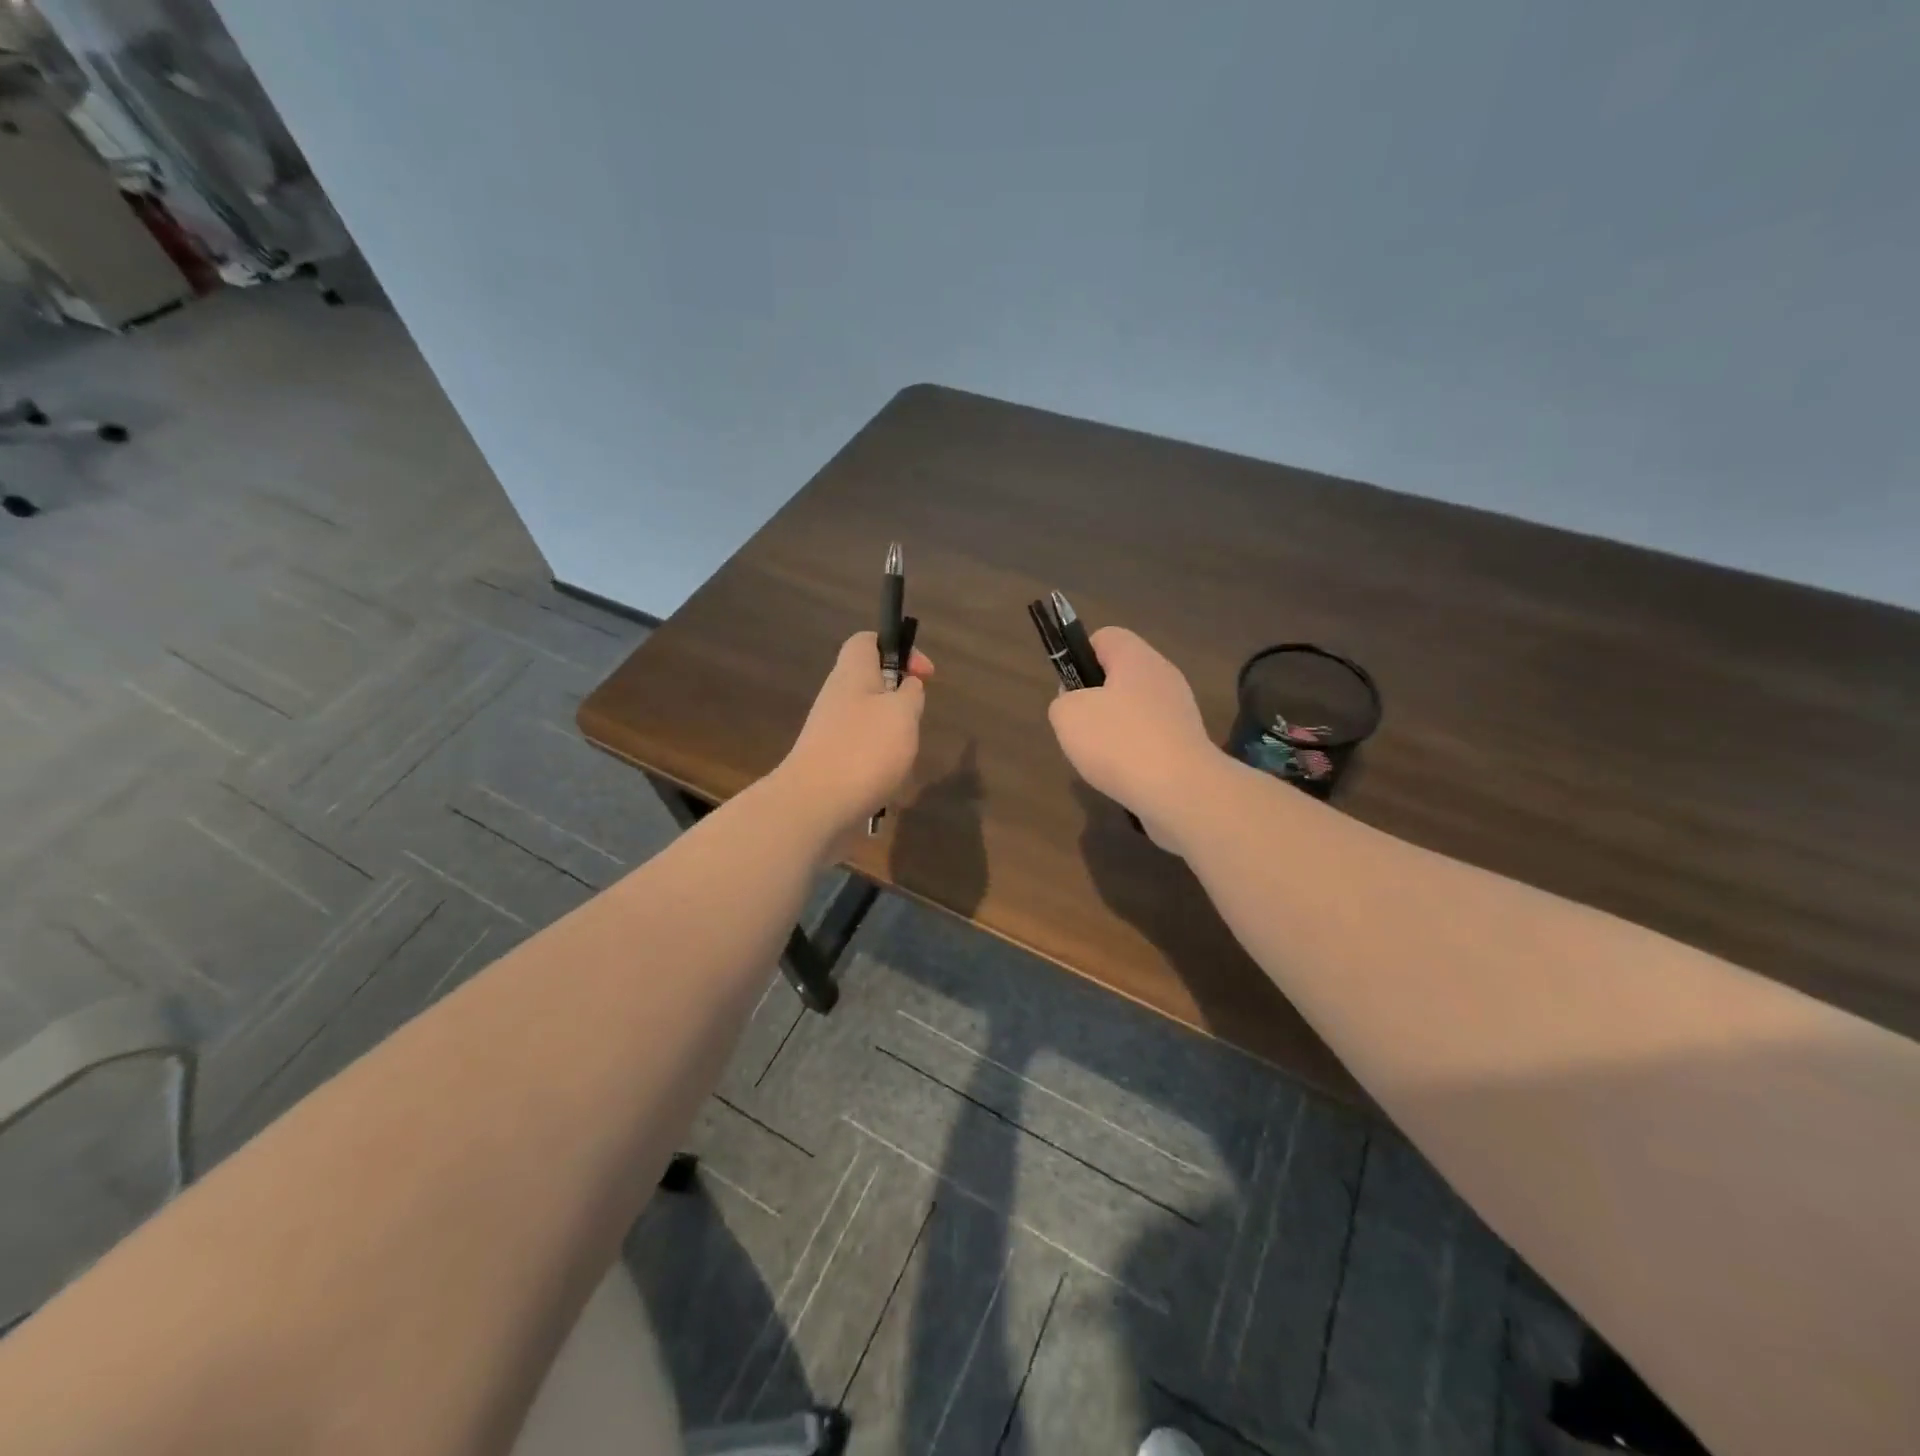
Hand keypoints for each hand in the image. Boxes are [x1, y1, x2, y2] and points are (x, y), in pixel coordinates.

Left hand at [776, 631, 934, 845]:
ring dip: (892, 734)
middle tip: (915, 719)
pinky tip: (887, 780)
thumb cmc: (864, 750)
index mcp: (852, 673)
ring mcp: (829, 731)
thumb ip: (910, 693)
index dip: (898, 648)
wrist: (814, 805)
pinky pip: (860, 749)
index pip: (867, 641)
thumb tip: (908, 686)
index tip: (923, 675)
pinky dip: (879, 760)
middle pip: (870, 682)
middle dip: (899, 699)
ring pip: (868, 718)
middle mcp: (836, 696)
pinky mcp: (829, 762)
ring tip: (903, 755)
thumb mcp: (903, 713)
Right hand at [1047, 627, 1223, 844]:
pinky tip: (1124, 775)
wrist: (1181, 792)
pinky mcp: (1188, 744)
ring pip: (1134, 710)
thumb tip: (1077, 704)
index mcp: (1137, 658)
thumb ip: (1063, 701)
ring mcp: (1180, 712)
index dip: (1079, 657)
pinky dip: (1134, 754)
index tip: (1070, 690)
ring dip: (1113, 731)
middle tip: (1081, 728)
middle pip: (1120, 675)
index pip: (1104, 637)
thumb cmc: (1120, 742)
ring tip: (1101, 758)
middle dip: (1095, 700)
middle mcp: (1163, 676)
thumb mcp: (1068, 715)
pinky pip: (1150, 739)